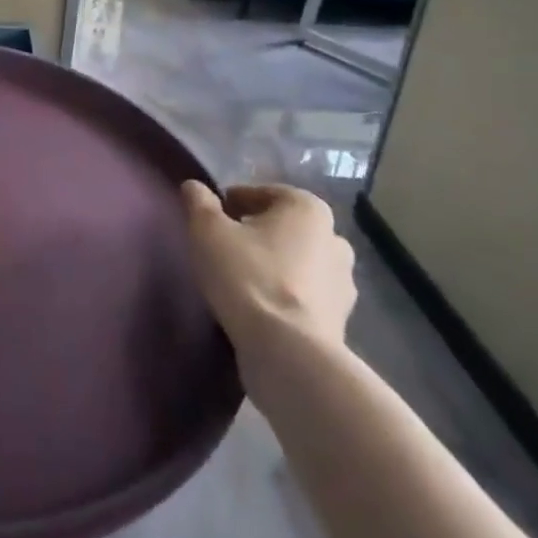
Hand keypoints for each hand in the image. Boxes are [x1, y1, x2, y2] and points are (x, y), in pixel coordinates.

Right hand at [181, 180, 355, 386]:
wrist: (288, 351)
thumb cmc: (247, 276)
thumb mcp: (208, 231)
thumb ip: (199, 202)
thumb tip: (193, 186)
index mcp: (307, 209)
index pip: (262, 194)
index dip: (232, 203)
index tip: (211, 220)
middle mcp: (335, 238)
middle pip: (284, 227)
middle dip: (258, 233)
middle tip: (225, 248)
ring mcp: (344, 282)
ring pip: (299, 261)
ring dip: (275, 264)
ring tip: (242, 280)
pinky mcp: (341, 318)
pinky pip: (306, 294)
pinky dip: (286, 294)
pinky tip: (261, 306)